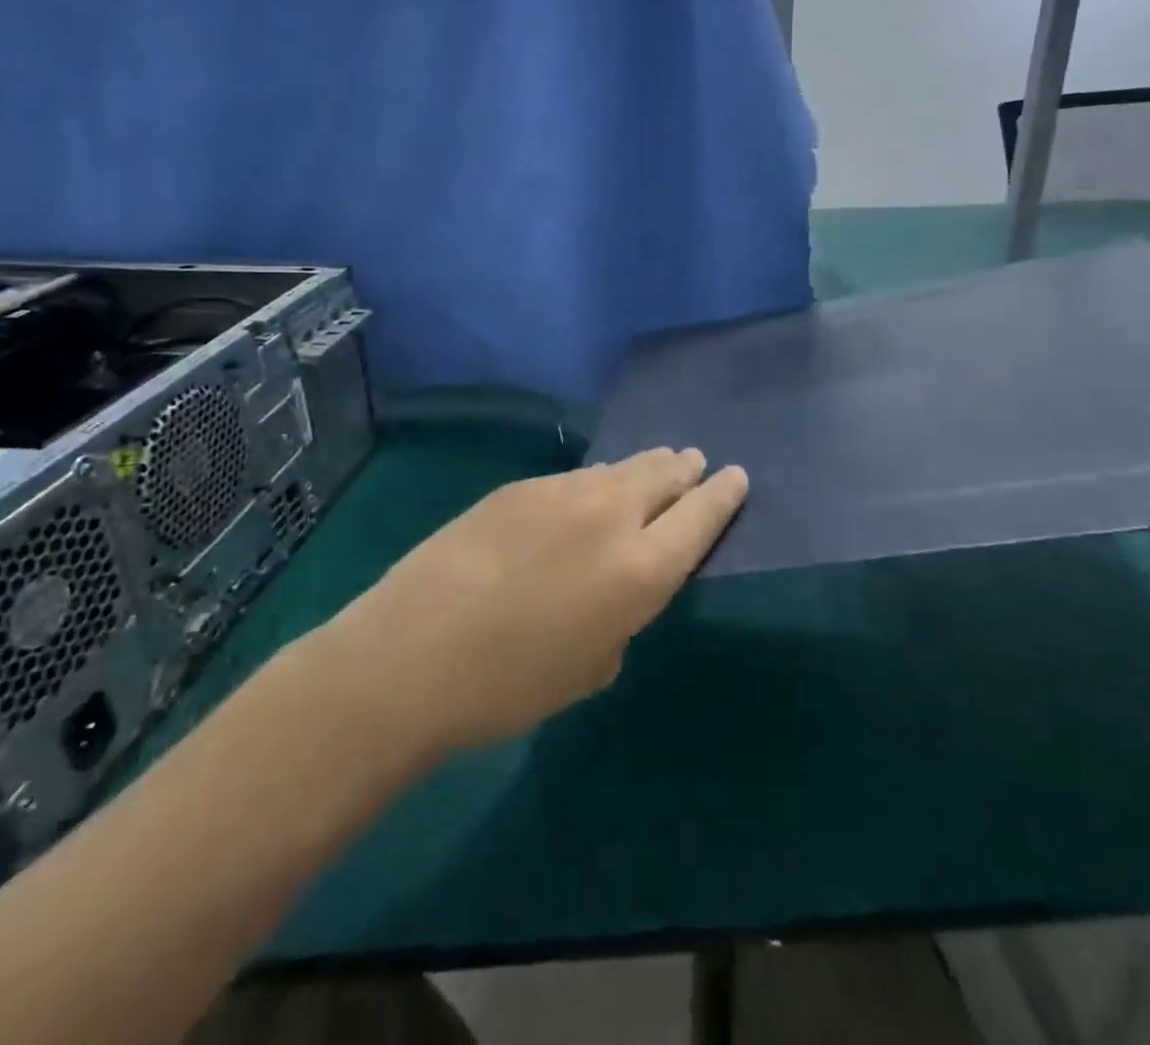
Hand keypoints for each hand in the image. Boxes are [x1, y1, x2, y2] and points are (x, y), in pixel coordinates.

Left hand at [323, 449, 748, 754]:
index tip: (736, 476)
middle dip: (685, 469)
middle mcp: (611, 516)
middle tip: (694, 463)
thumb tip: (614, 585)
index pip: (700, 517)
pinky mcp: (519, 487)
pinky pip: (575, 478)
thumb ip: (621, 616)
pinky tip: (587, 492)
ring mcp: (562, 492)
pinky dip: (595, 482)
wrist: (413, 653)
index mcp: (641, 570)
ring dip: (642, 468)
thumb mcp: (592, 667)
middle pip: (663, 476)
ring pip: (618, 469)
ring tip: (654, 465)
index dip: (723, 495)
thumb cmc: (510, 687)